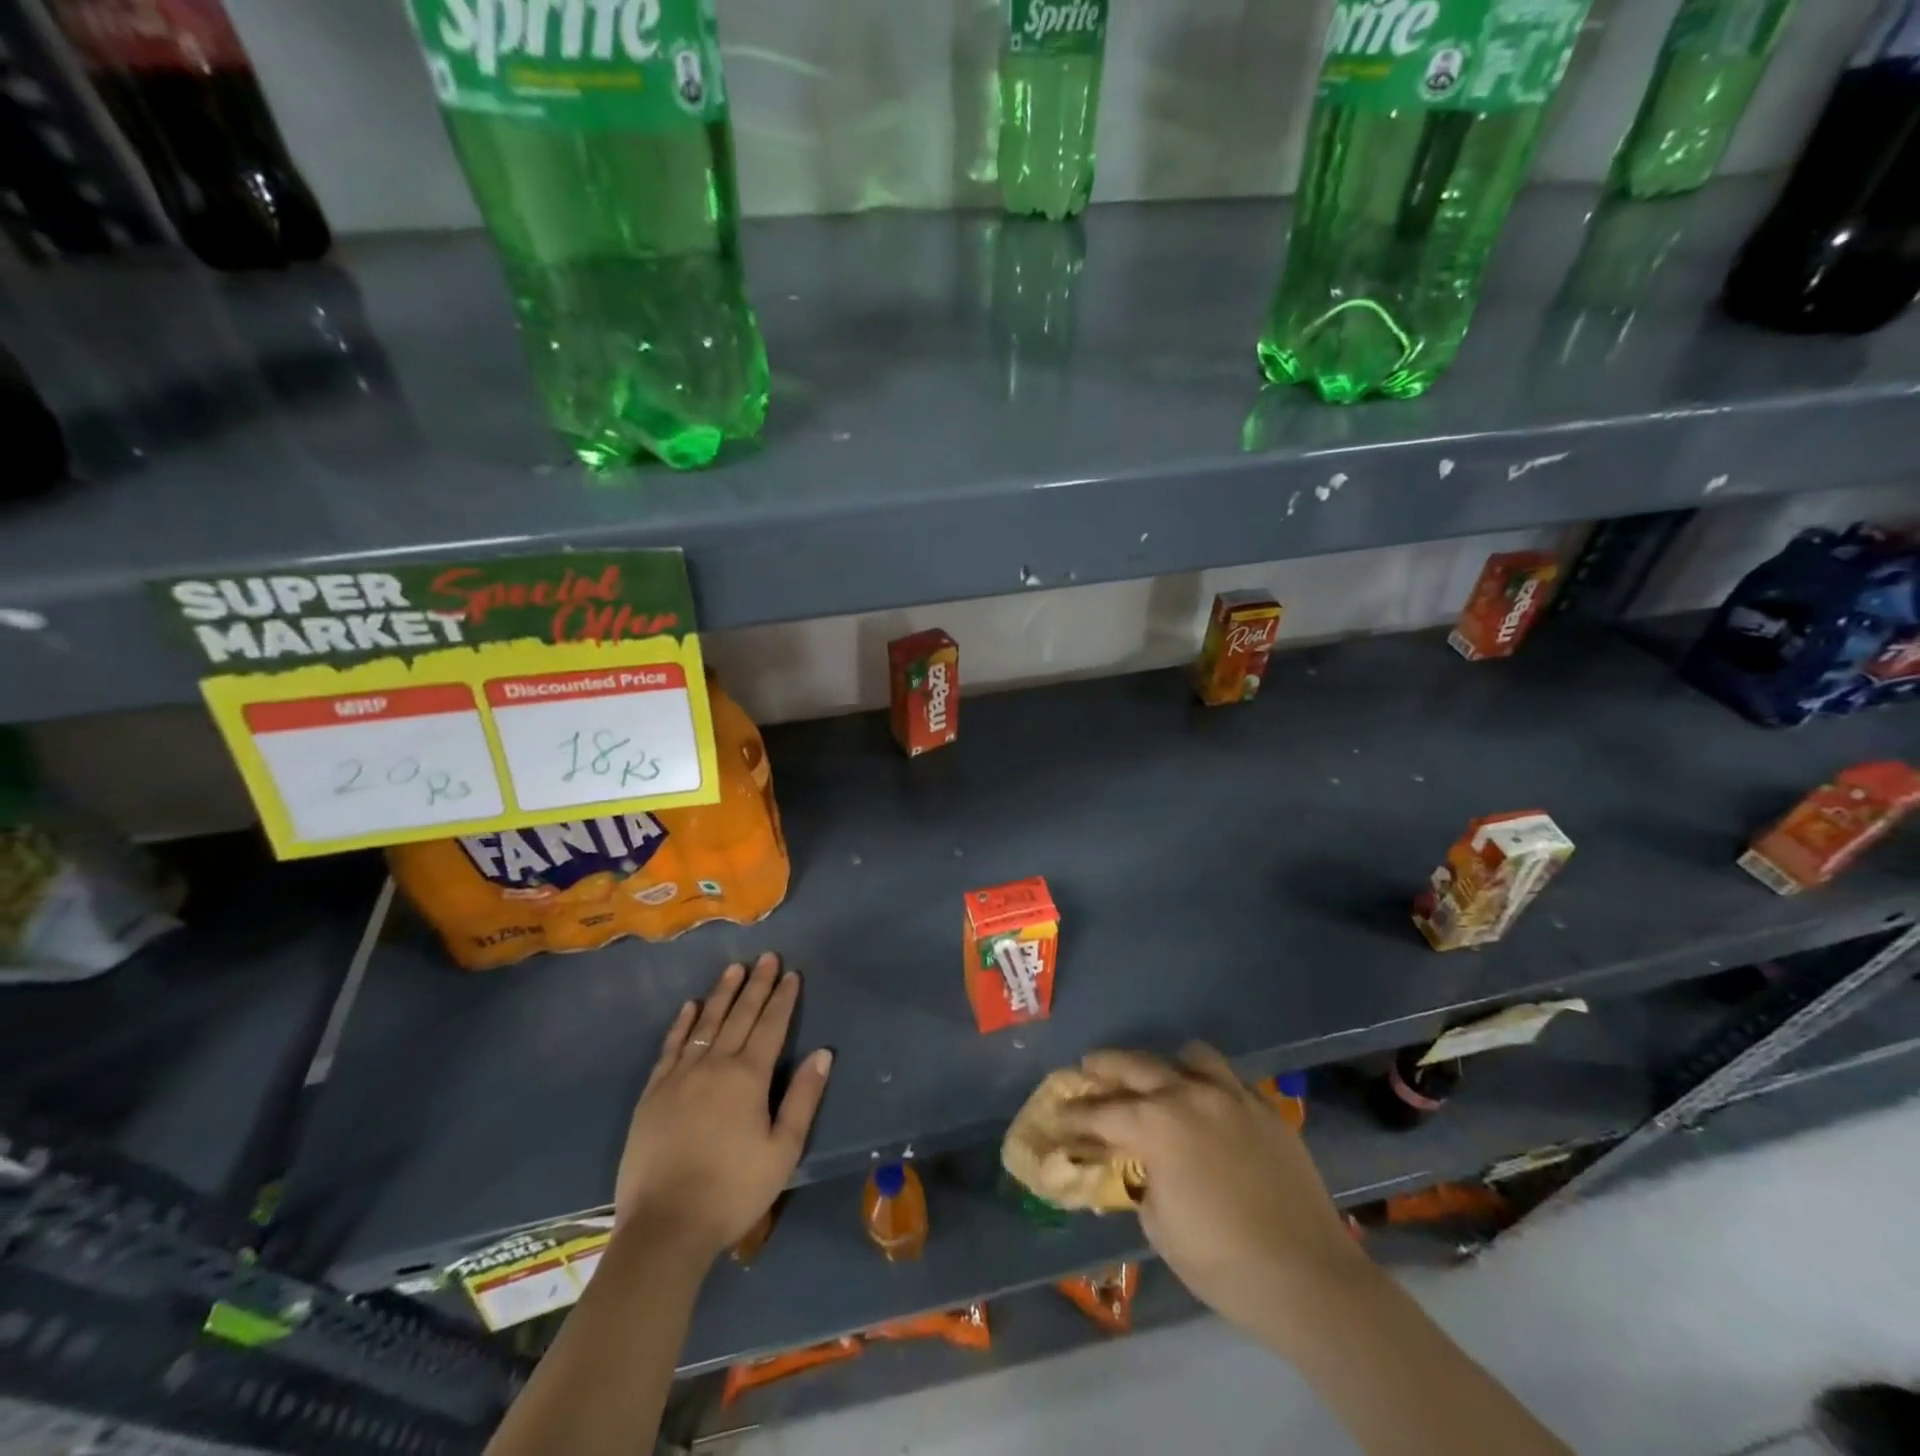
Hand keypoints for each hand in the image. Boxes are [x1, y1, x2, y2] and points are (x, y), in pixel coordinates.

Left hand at [613, 954, 832, 1259]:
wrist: (665, 1227)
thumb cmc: (733, 1191)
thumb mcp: (783, 1150)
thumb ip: (803, 1098)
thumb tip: (823, 1052)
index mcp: (749, 1077)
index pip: (772, 1026)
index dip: (783, 998)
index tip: (792, 973)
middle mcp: (715, 1065)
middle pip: (740, 1015)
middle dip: (757, 985)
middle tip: (767, 957)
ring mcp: (680, 1076)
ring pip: (705, 1023)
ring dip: (722, 994)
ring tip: (734, 968)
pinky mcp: (653, 1093)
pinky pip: (671, 1047)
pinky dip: (682, 1023)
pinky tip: (690, 1007)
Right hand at [1057, 1045, 1371, 1345]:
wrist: (1308, 1278)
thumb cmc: (1222, 1262)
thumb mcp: (1160, 1226)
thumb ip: (1140, 1181)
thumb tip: (1136, 1164)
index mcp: (1156, 1124)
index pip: (1100, 1112)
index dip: (1073, 1116)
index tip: (1056, 1116)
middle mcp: (1189, 1094)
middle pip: (1135, 1065)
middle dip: (1104, 1068)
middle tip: (1087, 1071)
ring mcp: (1231, 1095)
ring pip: (1188, 1055)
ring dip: (1164, 1065)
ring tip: (1155, 1081)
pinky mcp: (1264, 1108)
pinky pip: (1228, 1079)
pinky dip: (1207, 1084)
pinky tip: (1205, 1106)